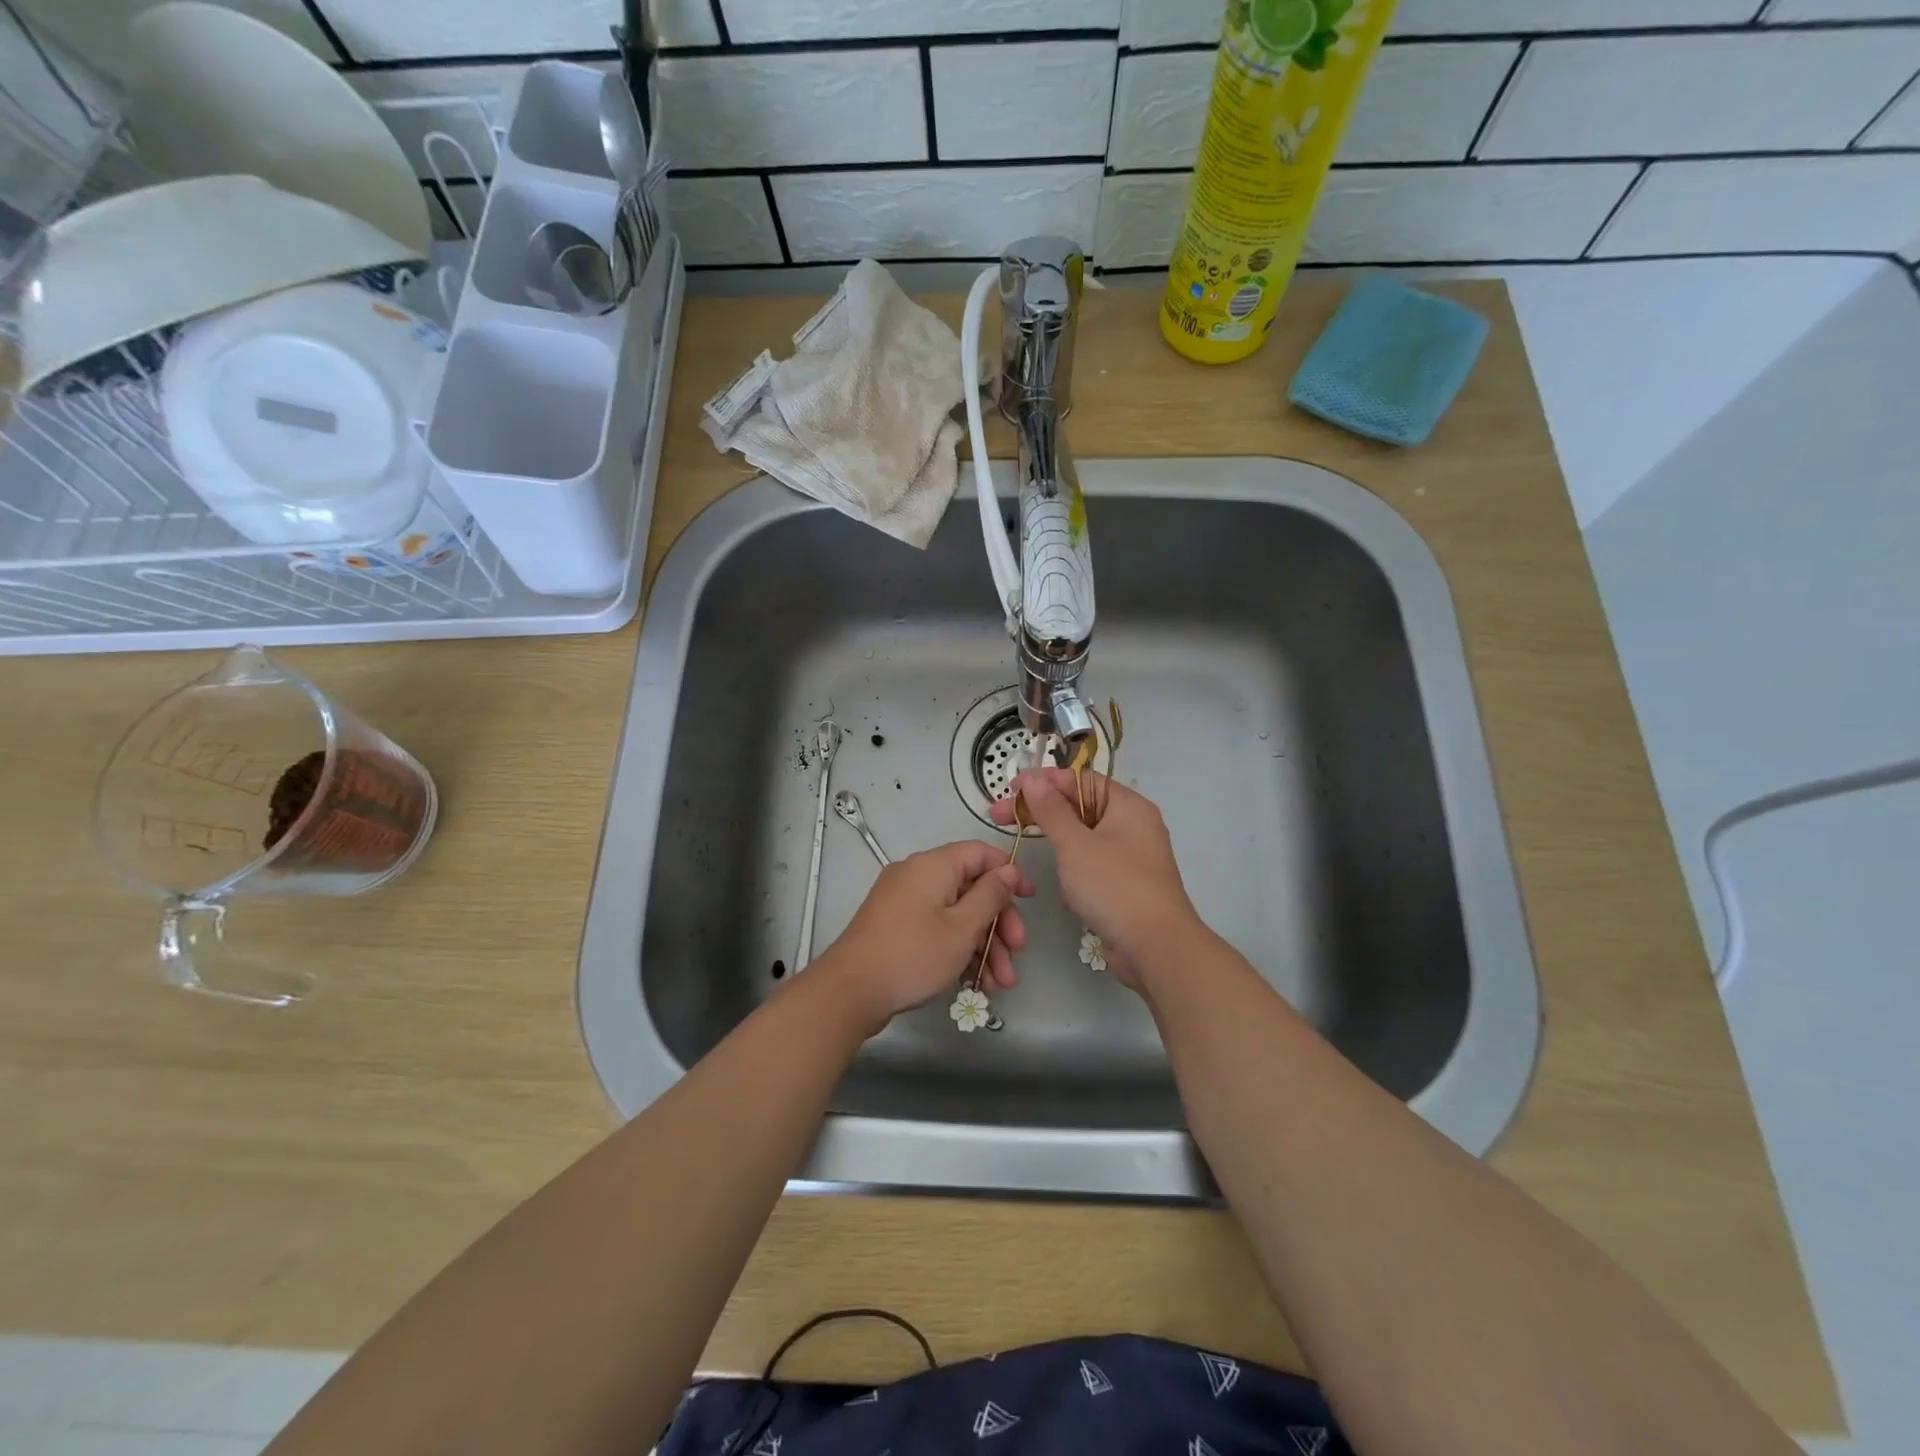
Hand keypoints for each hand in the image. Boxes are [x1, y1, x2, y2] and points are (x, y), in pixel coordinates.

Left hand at [816, 842, 1035, 1032]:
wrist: (850, 992)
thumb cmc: (913, 954)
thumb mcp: (962, 928)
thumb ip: (991, 896)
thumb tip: (1008, 869)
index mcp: (933, 866)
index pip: (980, 853)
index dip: (1008, 873)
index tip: (1030, 899)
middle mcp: (917, 877)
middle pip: (970, 888)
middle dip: (999, 922)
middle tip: (1017, 952)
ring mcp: (904, 903)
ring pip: (956, 914)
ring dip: (983, 945)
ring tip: (1001, 984)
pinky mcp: (896, 928)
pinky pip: (936, 929)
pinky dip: (958, 950)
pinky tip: (976, 983)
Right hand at [991, 768, 1204, 989]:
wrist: (1156, 948)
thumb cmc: (1114, 887)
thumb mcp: (1075, 845)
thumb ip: (1051, 810)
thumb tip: (1032, 778)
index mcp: (1127, 805)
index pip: (1080, 779)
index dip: (1043, 780)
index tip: (1009, 789)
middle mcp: (1132, 824)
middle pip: (1080, 805)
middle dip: (1041, 810)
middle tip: (1000, 816)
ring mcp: (1130, 855)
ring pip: (1084, 835)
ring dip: (1055, 838)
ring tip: (1023, 842)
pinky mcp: (1125, 882)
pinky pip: (1092, 861)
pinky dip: (1071, 863)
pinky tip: (1057, 877)